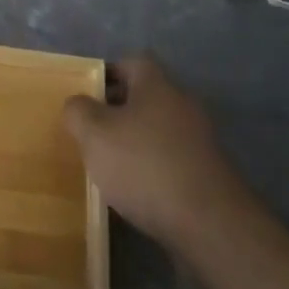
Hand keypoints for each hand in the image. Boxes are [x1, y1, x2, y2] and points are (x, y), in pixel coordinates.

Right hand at [63, 57, 248, 246]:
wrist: (211, 226)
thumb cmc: (145, 166)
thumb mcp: (94, 133)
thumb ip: (78, 111)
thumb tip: (78, 105)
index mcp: (157, 84)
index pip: (130, 62)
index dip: (106, 74)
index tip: (85, 96)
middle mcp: (182, 104)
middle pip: (144, 97)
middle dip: (118, 112)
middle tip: (92, 132)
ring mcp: (200, 141)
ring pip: (158, 131)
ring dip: (136, 144)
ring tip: (110, 167)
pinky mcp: (209, 176)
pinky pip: (172, 161)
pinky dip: (154, 171)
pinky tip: (137, 194)